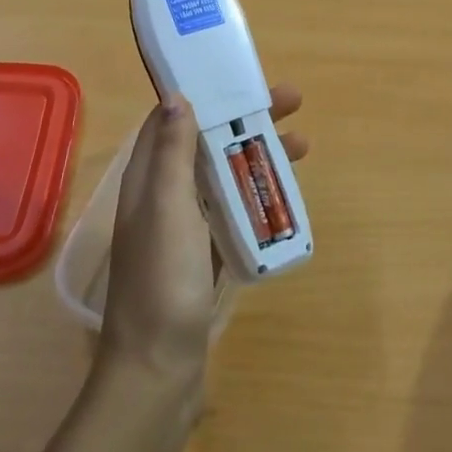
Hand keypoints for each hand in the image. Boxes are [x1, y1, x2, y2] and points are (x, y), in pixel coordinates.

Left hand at [97, 85, 310, 397]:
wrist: (157, 373)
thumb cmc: (163, 281)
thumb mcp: (167, 208)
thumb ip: (171, 153)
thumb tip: (175, 96)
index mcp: (148, 179)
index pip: (174, 120)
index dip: (207, 94)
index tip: (243, 79)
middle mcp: (162, 197)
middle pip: (205, 144)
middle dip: (245, 120)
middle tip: (293, 104)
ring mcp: (181, 230)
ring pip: (221, 177)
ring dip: (256, 155)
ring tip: (303, 145)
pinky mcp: (199, 258)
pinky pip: (230, 213)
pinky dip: (254, 196)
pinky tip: (281, 197)